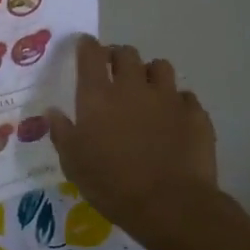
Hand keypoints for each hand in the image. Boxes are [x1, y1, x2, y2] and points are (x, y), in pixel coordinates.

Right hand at [48, 37, 218, 249]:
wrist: (170, 204)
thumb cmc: (111, 184)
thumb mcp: (73, 163)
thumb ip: (62, 133)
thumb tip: (53, 112)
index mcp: (98, 96)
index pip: (91, 55)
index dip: (86, 46)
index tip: (84, 45)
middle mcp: (133, 87)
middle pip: (127, 54)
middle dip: (118, 56)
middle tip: (113, 70)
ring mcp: (168, 98)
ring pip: (160, 67)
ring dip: (149, 73)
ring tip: (146, 89)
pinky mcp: (195, 114)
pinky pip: (185, 97)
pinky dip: (176, 101)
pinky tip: (173, 117)